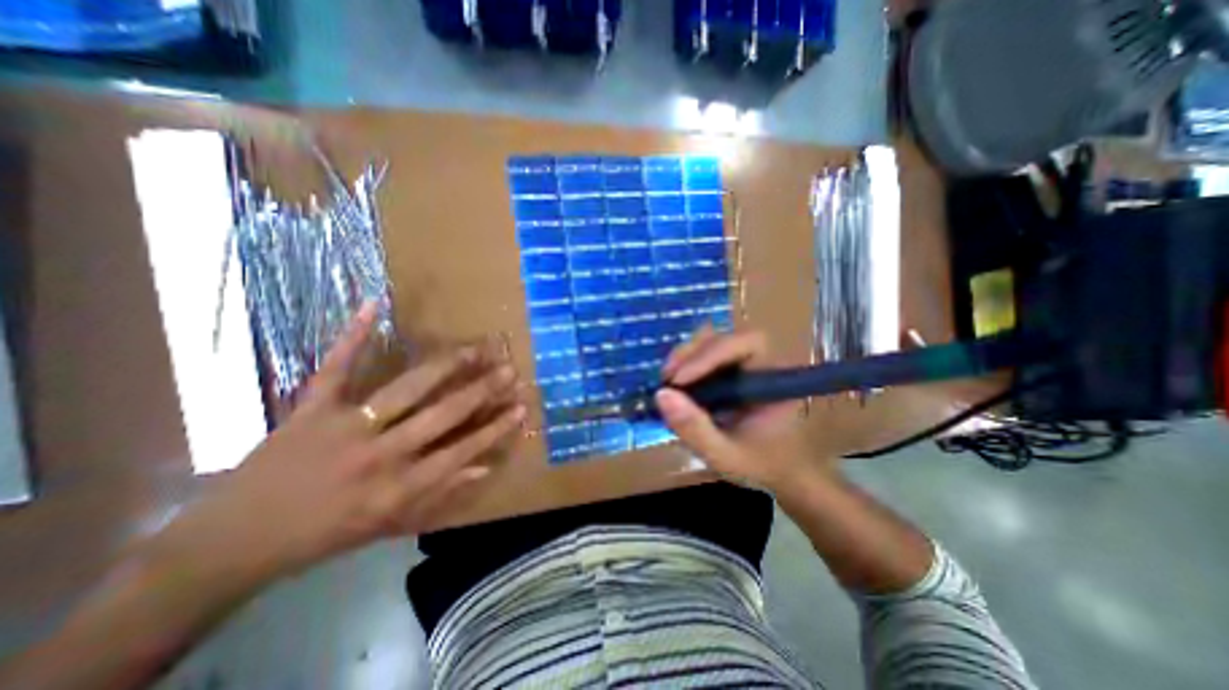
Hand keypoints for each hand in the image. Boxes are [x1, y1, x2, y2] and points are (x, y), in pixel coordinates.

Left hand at [168, 304, 522, 578]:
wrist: (233, 542)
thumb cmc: (323, 535)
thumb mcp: (389, 524)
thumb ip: (440, 494)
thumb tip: (484, 467)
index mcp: (399, 487)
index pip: (462, 451)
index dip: (495, 428)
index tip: (521, 407)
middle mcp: (380, 454)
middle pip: (443, 415)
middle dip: (482, 390)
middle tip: (509, 368)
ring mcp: (345, 427)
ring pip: (406, 389)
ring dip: (444, 366)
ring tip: (474, 347)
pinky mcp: (311, 409)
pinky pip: (335, 368)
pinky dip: (353, 336)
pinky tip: (374, 305)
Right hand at [658, 326, 818, 490]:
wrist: (779, 470)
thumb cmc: (760, 464)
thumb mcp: (725, 455)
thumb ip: (695, 429)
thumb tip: (661, 395)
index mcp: (776, 378)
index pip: (746, 344)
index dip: (709, 355)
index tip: (678, 381)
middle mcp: (764, 361)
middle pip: (725, 337)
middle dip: (692, 354)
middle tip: (667, 378)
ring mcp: (747, 362)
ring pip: (713, 341)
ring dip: (686, 356)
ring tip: (668, 381)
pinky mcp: (733, 368)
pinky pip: (707, 354)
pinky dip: (687, 364)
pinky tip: (676, 383)